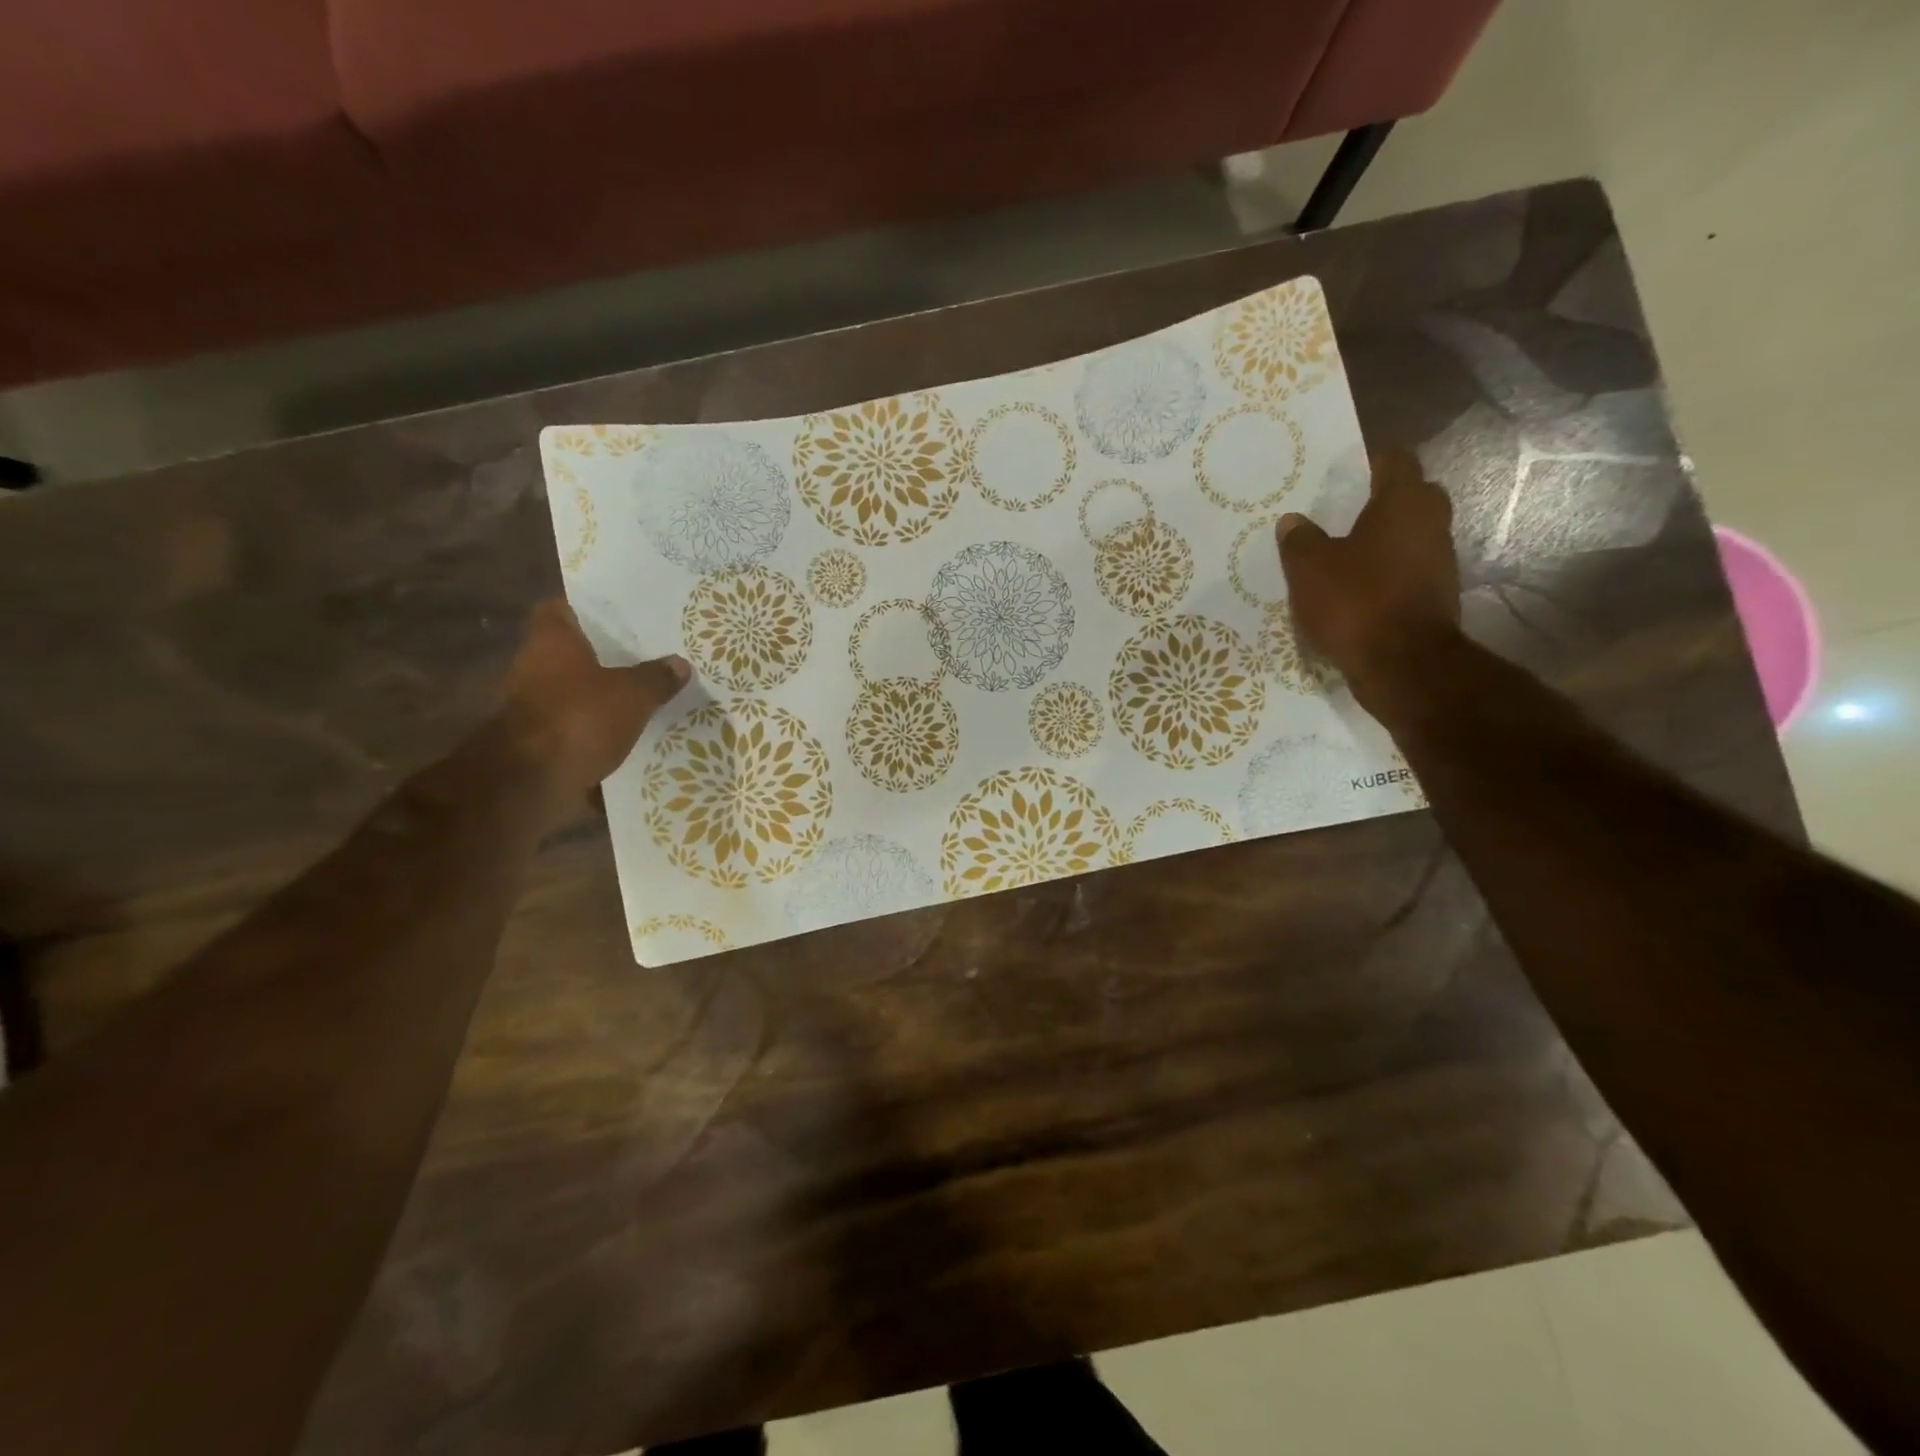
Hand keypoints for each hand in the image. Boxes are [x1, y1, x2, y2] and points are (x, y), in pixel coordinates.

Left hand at [501, 600, 689, 813]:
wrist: (528, 785)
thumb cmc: (578, 719)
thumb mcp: (632, 695)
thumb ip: (656, 678)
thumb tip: (679, 663)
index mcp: (551, 642)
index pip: (560, 609)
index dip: (588, 608)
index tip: (621, 614)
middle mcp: (535, 669)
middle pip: (572, 655)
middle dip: (607, 659)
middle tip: (651, 657)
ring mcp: (534, 710)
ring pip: (578, 696)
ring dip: (605, 700)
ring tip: (650, 699)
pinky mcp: (542, 746)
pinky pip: (579, 733)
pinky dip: (600, 738)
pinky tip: (634, 741)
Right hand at [1276, 448, 1460, 719]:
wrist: (1403, 665)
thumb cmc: (1356, 601)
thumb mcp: (1309, 568)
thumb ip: (1299, 540)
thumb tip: (1293, 521)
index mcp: (1404, 501)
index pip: (1394, 460)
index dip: (1368, 462)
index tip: (1341, 474)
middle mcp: (1431, 523)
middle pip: (1408, 497)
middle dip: (1378, 502)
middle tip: (1338, 515)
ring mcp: (1440, 561)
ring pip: (1408, 537)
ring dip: (1380, 542)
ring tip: (1339, 555)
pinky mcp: (1436, 596)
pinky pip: (1407, 571)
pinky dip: (1384, 574)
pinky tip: (1353, 591)